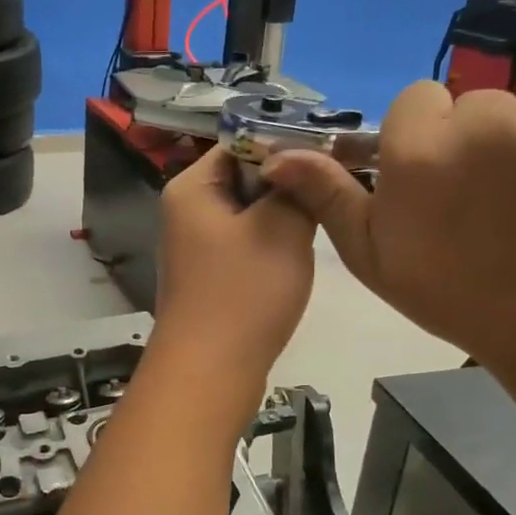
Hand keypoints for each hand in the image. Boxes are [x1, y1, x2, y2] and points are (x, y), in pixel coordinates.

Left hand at [154, 146, 315, 382]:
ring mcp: (195, 247)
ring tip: (313, 230)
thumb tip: (301, 162)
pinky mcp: (209, 277)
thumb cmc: (244, 292)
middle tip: (326, 198)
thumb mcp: (282, 227)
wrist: (210, 371)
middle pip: (245, 178)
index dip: (285, 146)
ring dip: (282, 220)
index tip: (330, 158)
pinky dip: (270, 248)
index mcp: (191, 188)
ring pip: (250, 215)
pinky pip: (245, 246)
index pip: (240, 143)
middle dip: (286, 187)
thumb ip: (297, 186)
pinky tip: (291, 264)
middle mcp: (186, 211)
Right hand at [261, 83, 515, 371]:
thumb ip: (328, 197)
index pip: (418, 103)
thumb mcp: (373, 255)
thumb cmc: (457, 296)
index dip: (426, 140)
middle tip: (495, 198)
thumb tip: (276, 156)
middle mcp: (490, 120)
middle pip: (479, 103)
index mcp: (421, 149)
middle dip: (481, 140)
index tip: (441, 182)